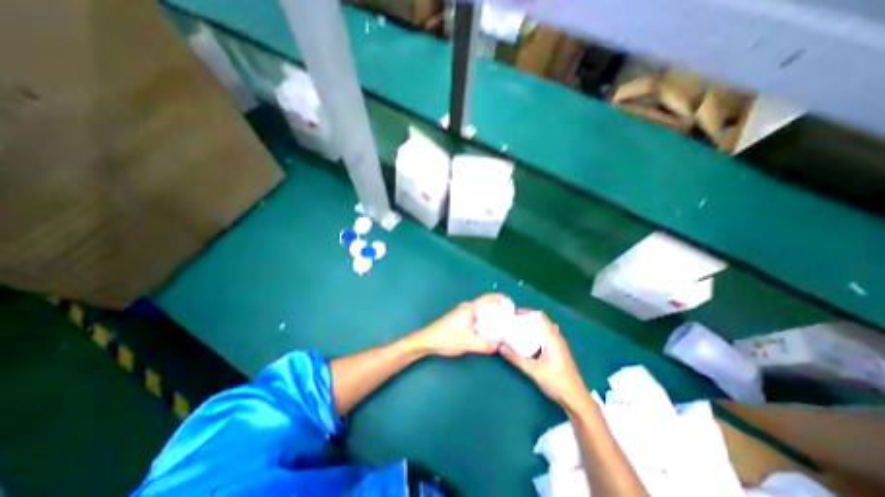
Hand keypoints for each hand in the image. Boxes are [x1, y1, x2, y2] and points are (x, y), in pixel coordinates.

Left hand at [415, 294, 503, 358]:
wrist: (428, 340)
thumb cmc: (448, 338)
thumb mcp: (469, 343)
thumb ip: (486, 344)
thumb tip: (499, 345)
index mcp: (470, 308)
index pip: (487, 298)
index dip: (499, 298)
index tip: (510, 303)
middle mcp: (466, 307)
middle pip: (485, 304)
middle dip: (497, 309)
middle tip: (508, 318)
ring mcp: (461, 312)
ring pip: (480, 311)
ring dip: (490, 315)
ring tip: (501, 325)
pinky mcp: (458, 319)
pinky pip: (475, 316)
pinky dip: (483, 320)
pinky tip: (486, 330)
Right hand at [498, 312, 586, 408]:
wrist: (576, 399)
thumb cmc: (556, 382)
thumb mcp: (533, 370)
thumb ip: (516, 358)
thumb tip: (499, 346)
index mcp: (553, 338)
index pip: (540, 316)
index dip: (527, 312)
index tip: (514, 313)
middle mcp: (557, 338)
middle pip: (541, 321)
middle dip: (527, 319)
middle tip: (512, 321)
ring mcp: (558, 345)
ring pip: (543, 329)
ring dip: (531, 327)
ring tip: (517, 328)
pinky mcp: (558, 352)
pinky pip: (545, 336)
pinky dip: (535, 334)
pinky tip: (527, 341)